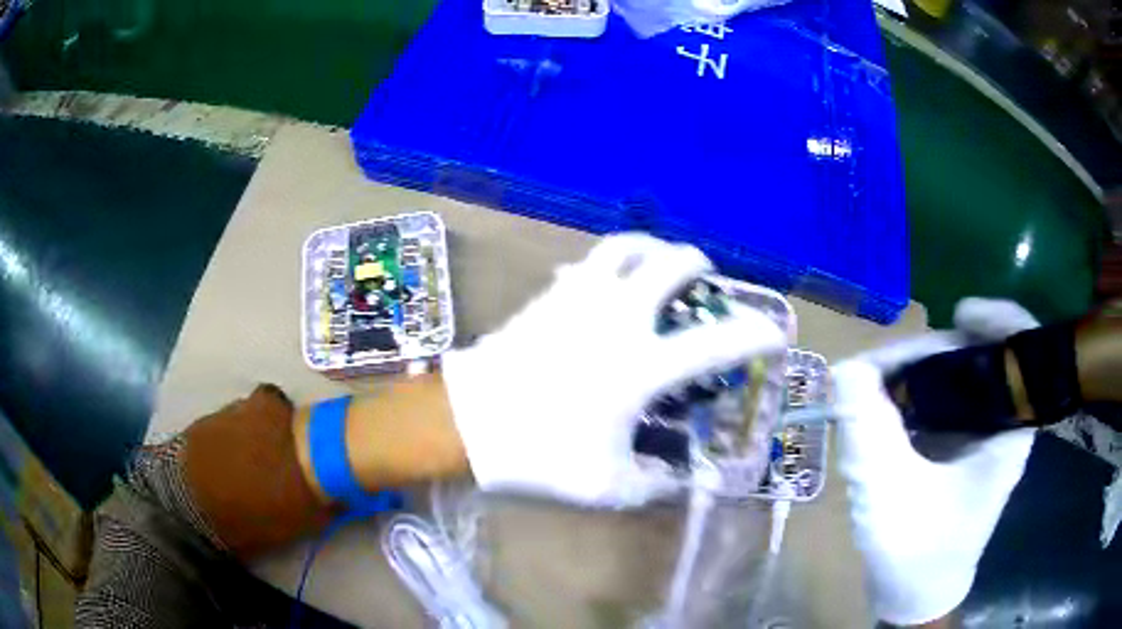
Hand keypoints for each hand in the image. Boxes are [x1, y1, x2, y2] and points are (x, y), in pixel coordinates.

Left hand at [442, 234, 785, 507]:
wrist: (470, 422)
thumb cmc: (540, 455)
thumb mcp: (608, 485)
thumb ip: (655, 482)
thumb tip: (681, 477)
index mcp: (641, 365)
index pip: (715, 343)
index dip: (754, 335)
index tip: (773, 333)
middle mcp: (619, 318)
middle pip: (671, 265)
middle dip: (698, 266)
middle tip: (705, 280)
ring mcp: (581, 297)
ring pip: (626, 245)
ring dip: (653, 248)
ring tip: (661, 262)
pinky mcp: (551, 294)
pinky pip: (589, 262)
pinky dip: (611, 263)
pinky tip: (610, 280)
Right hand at [834, 298, 1039, 625]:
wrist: (916, 592)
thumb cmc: (915, 552)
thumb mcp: (888, 495)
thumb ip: (869, 432)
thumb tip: (846, 367)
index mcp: (1010, 430)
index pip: (1023, 346)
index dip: (997, 317)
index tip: (957, 314)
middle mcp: (1004, 420)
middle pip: (980, 353)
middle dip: (930, 352)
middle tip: (879, 370)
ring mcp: (984, 430)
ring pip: (957, 373)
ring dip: (916, 372)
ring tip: (873, 389)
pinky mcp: (964, 440)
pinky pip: (944, 396)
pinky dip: (914, 391)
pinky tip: (886, 407)